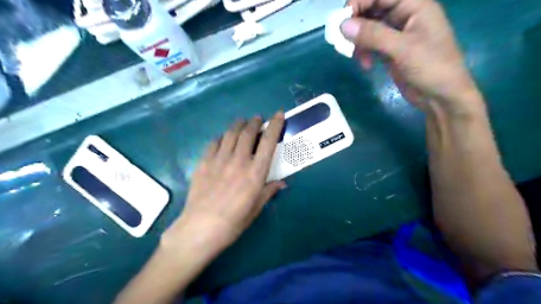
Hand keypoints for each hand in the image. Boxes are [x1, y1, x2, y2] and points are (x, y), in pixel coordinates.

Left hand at [162, 113, 284, 257]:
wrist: (200, 228)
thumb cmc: (233, 222)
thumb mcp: (256, 208)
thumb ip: (269, 191)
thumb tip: (282, 183)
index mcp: (255, 173)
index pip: (269, 142)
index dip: (275, 125)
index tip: (279, 114)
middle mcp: (239, 161)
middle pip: (248, 132)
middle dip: (254, 122)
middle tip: (257, 119)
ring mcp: (219, 160)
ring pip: (230, 133)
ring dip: (238, 125)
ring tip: (242, 122)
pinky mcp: (204, 162)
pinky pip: (214, 143)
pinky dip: (221, 137)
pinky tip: (223, 139)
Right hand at [340, 0, 483, 115]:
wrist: (440, 97)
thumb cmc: (431, 68)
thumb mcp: (402, 49)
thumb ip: (373, 35)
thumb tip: (343, 25)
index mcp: (414, 5)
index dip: (359, 3)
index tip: (342, 22)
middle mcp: (404, 15)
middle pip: (372, 9)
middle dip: (356, 24)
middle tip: (344, 41)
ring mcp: (396, 34)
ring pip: (368, 29)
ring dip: (358, 41)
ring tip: (356, 57)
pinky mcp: (390, 51)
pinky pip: (371, 44)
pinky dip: (364, 52)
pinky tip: (366, 65)